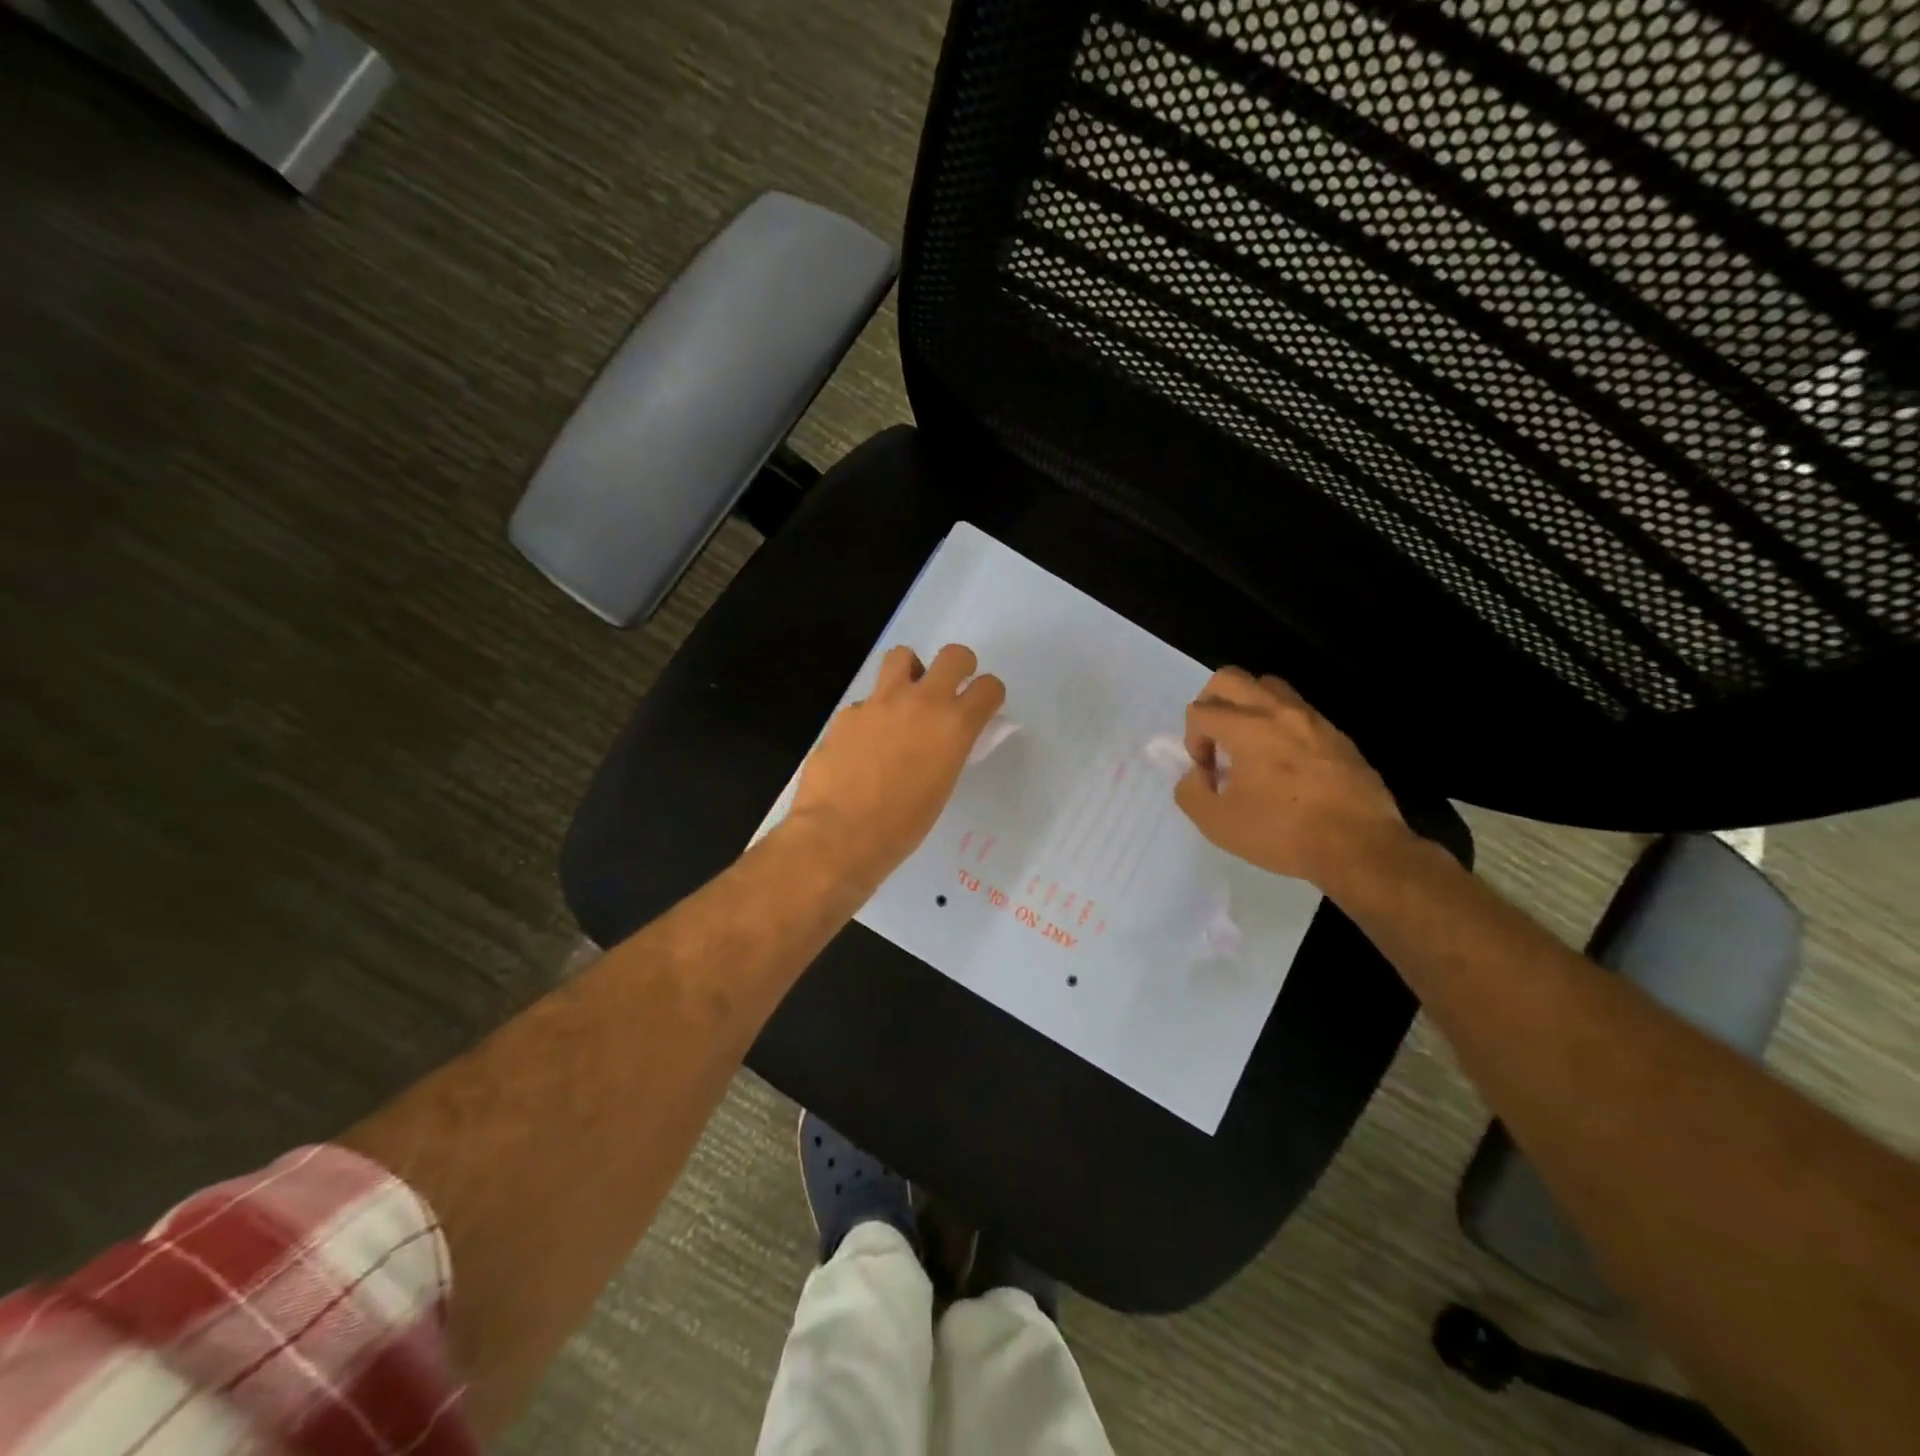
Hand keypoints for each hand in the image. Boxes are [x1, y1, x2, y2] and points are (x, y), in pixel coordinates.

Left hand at [786, 643, 1005, 888]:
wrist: (838, 834)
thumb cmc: (901, 826)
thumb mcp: (942, 787)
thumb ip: (947, 751)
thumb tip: (943, 740)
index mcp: (954, 726)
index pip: (988, 688)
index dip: (988, 695)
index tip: (981, 706)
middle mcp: (921, 702)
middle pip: (953, 656)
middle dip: (959, 666)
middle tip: (950, 687)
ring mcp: (880, 702)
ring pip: (901, 655)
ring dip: (909, 671)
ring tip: (904, 699)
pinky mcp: (847, 712)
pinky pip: (867, 700)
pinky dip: (872, 713)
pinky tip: (864, 742)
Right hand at [1174, 668, 1410, 891]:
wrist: (1360, 847)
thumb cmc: (1283, 833)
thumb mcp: (1217, 823)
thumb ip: (1191, 792)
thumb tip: (1196, 776)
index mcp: (1247, 728)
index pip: (1200, 711)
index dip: (1192, 741)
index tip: (1206, 774)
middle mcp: (1279, 712)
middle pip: (1230, 679)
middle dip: (1210, 704)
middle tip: (1215, 740)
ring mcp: (1313, 720)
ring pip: (1268, 687)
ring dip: (1247, 708)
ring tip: (1249, 747)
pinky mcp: (1337, 736)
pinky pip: (1298, 713)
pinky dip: (1279, 726)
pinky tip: (1284, 765)